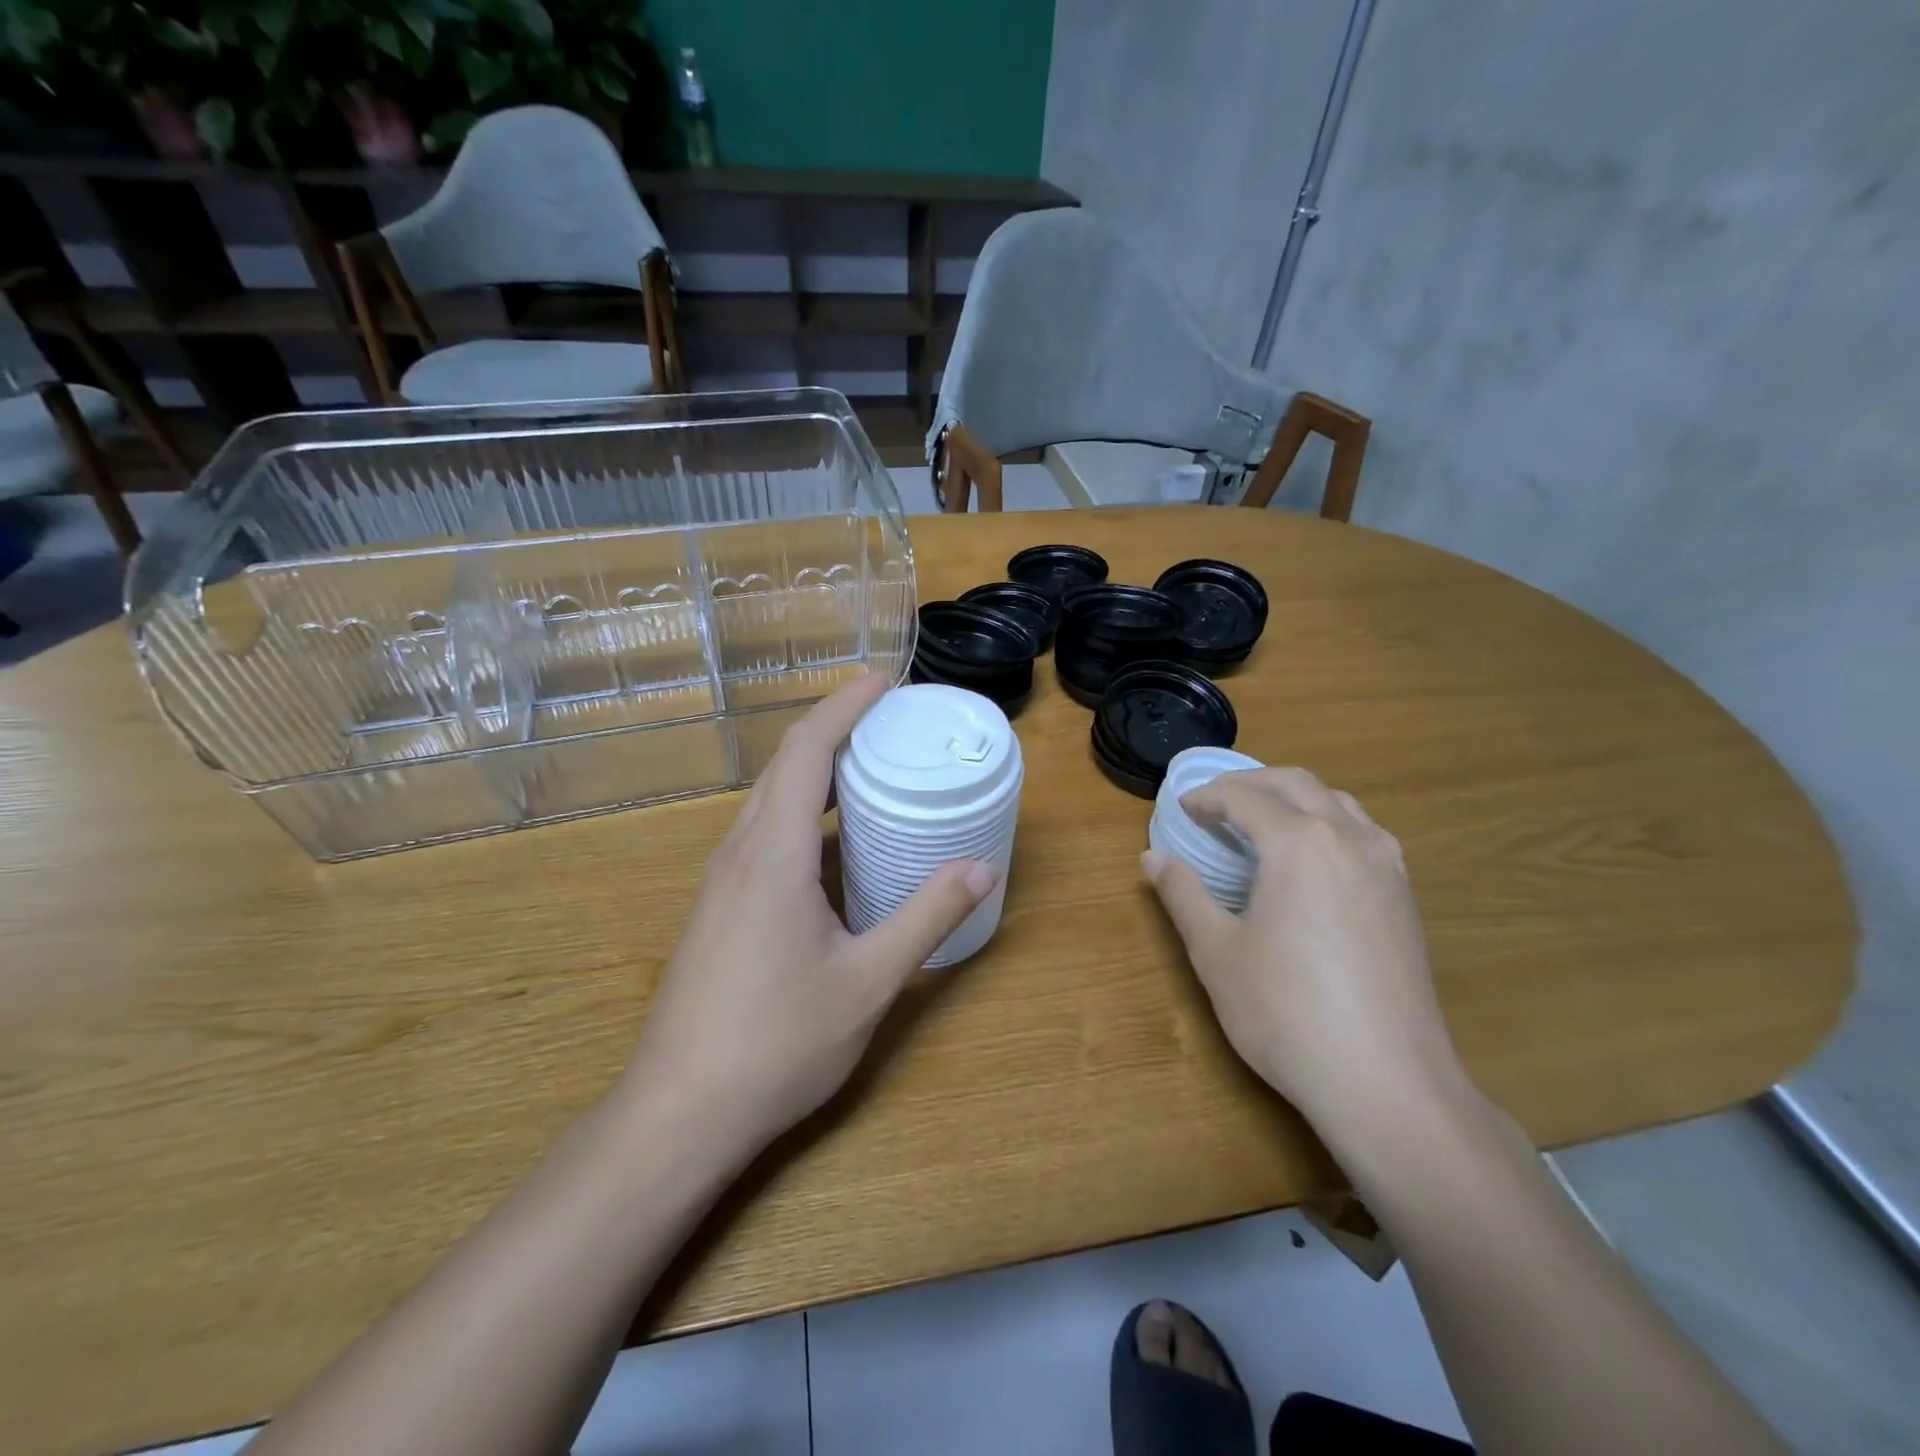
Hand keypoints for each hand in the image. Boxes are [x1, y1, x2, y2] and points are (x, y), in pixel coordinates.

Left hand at [626, 674, 997, 1151]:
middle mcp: (741, 852)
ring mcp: (723, 880)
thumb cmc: (776, 1044)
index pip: (808, 750)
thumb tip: (981, 868)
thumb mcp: (868, 982)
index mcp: (773, 854)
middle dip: (838, 728)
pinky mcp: (720, 906)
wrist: (678, 1114)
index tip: (888, 680)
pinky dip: (806, 814)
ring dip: (820, 772)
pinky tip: (840, 844)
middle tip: (894, 721)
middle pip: (787, 764)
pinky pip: (765, 834)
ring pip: (772, 800)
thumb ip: (926, 918)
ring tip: (874, 769)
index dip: (846, 705)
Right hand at [1142, 768, 1466, 1130]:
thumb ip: (1182, 895)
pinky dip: (1327, 822)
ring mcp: (1386, 866)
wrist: (1387, 1082)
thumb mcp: (1217, 952)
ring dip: (1293, 797)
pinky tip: (1312, 859)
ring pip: (1337, 802)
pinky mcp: (1405, 897)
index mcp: (1299, 843)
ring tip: (1261, 822)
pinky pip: (1364, 832)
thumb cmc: (1286, 1012)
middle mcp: (1348, 838)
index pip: (1245, 798)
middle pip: (1296, 783)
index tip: (1182, 809)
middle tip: (1214, 804)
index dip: (1207, 798)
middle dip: (1250, 783)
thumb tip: (1152, 858)